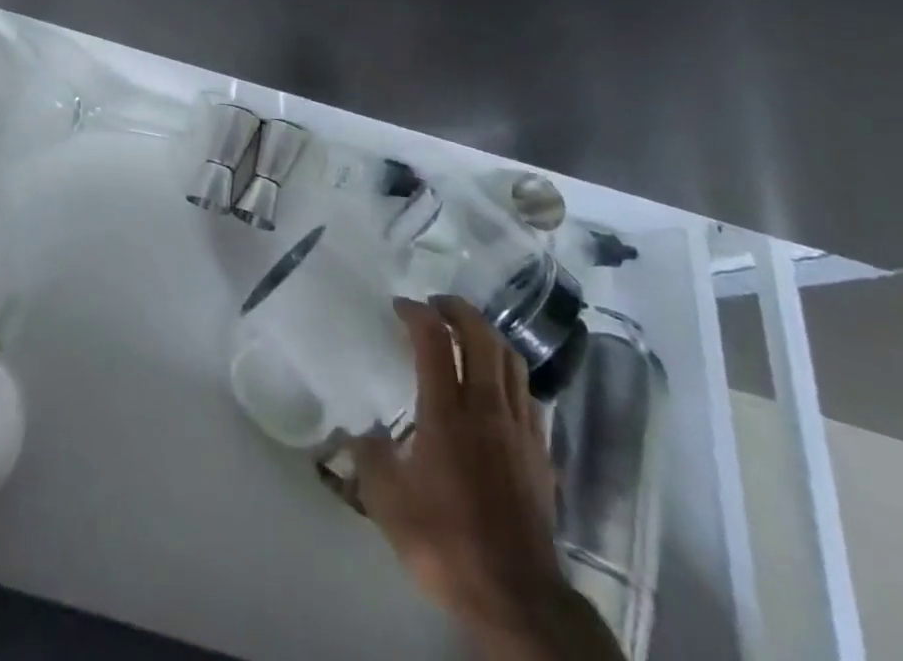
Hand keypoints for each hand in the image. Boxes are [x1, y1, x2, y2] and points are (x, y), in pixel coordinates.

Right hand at [347, 296, 618, 657]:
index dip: (416, 313)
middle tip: (436, 304)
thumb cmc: (446, 544)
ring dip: (488, 335)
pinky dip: (509, 372)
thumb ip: (369, 456)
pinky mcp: (541, 453)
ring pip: (511, 361)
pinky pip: (527, 393)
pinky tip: (496, 383)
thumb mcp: (387, 503)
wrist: (517, 598)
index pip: (434, 341)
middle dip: (458, 310)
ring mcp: (519, 430)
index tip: (399, 306)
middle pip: (482, 338)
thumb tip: (361, 431)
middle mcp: (486, 410)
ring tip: (467, 332)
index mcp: (447, 414)